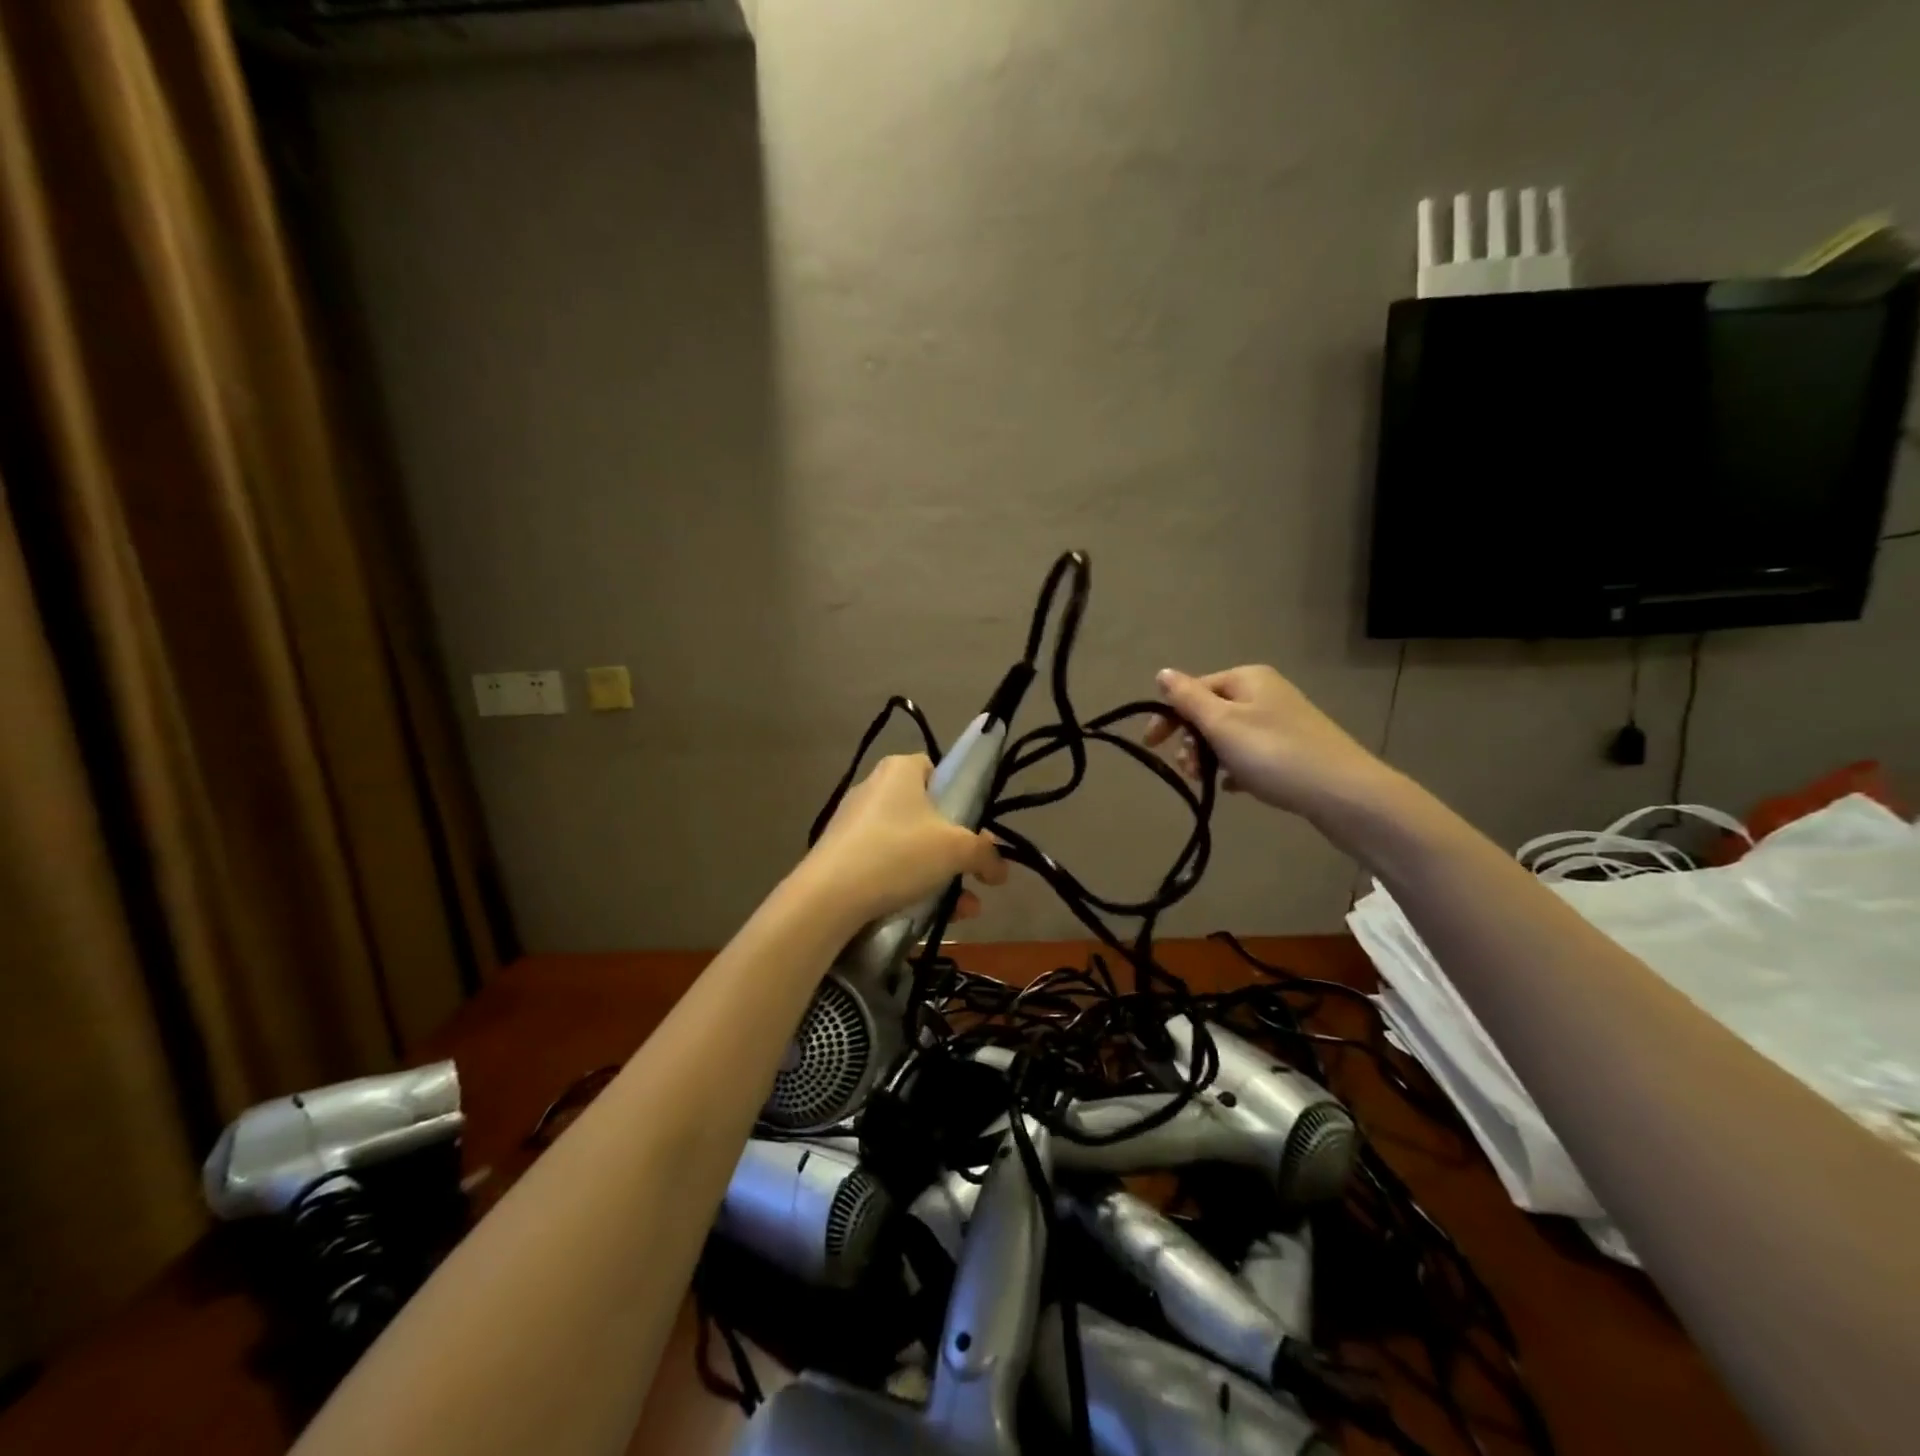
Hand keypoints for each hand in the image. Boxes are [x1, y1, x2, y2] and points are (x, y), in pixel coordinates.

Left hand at [800, 754, 1006, 927]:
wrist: (830, 896)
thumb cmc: (899, 853)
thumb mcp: (956, 850)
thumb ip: (985, 853)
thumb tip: (1000, 868)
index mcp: (900, 770)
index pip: (937, 769)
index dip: (960, 795)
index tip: (974, 826)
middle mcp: (875, 788)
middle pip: (927, 813)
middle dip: (956, 848)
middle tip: (974, 873)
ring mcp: (855, 823)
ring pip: (910, 845)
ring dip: (941, 875)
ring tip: (964, 909)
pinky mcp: (843, 855)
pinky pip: (888, 864)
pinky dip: (911, 885)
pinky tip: (931, 916)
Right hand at [1144, 666, 1395, 820]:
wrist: (1343, 792)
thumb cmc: (1273, 753)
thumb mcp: (1222, 724)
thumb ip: (1188, 698)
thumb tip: (1162, 673)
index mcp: (1246, 679)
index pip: (1193, 689)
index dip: (1169, 716)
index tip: (1152, 746)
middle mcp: (1264, 692)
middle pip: (1211, 711)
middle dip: (1191, 740)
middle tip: (1187, 770)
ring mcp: (1281, 720)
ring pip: (1229, 735)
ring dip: (1209, 756)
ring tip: (1207, 781)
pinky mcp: (1293, 748)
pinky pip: (1251, 754)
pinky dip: (1235, 768)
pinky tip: (1232, 788)